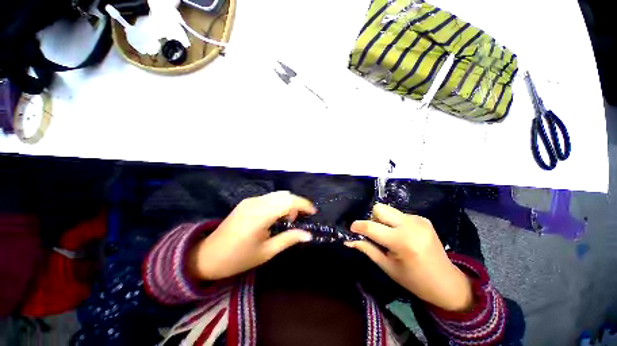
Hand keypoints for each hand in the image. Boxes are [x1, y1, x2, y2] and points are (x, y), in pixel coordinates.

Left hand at [189, 191, 316, 280]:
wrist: (208, 255)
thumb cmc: (238, 258)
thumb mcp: (266, 252)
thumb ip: (288, 239)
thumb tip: (308, 235)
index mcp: (261, 215)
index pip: (288, 201)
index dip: (304, 204)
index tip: (313, 212)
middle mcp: (256, 202)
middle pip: (284, 195)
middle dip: (296, 204)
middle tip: (299, 220)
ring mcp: (250, 200)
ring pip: (277, 194)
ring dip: (287, 203)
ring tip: (287, 220)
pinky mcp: (247, 202)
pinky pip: (269, 197)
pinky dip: (278, 203)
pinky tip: (276, 217)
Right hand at [346, 203, 473, 311]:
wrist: (446, 282)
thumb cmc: (413, 280)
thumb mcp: (387, 267)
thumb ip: (367, 249)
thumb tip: (348, 241)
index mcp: (402, 242)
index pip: (371, 226)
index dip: (357, 226)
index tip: (351, 229)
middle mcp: (410, 225)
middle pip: (379, 209)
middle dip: (372, 218)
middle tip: (374, 233)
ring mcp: (418, 220)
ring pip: (389, 210)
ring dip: (383, 220)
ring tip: (389, 235)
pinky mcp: (422, 218)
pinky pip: (399, 214)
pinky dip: (394, 222)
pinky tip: (401, 234)